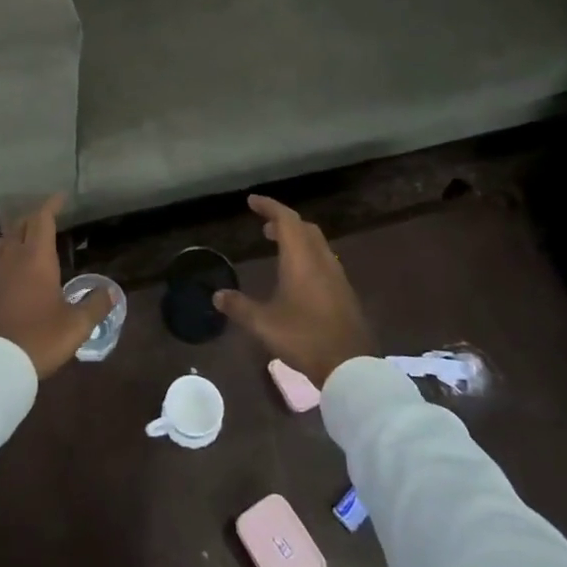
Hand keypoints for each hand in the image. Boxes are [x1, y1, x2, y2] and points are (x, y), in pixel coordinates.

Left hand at [0, 194, 111, 376]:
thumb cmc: (38, 339)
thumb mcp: (76, 326)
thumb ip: (95, 305)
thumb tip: (110, 291)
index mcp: (35, 259)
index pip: (42, 220)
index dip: (51, 206)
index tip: (60, 197)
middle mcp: (11, 260)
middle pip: (19, 227)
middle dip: (33, 218)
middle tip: (47, 218)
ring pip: (4, 244)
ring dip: (17, 236)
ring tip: (30, 241)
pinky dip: (8, 258)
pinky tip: (15, 274)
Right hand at [213, 195, 374, 387]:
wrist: (350, 365)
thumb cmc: (303, 337)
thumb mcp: (263, 323)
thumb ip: (239, 307)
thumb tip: (217, 296)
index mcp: (301, 259)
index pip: (286, 219)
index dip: (269, 206)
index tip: (252, 201)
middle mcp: (321, 260)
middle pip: (304, 228)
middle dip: (284, 222)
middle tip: (264, 227)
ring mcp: (337, 276)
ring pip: (317, 244)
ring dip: (298, 239)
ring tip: (279, 248)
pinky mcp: (344, 293)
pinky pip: (324, 261)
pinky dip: (308, 257)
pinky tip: (298, 277)